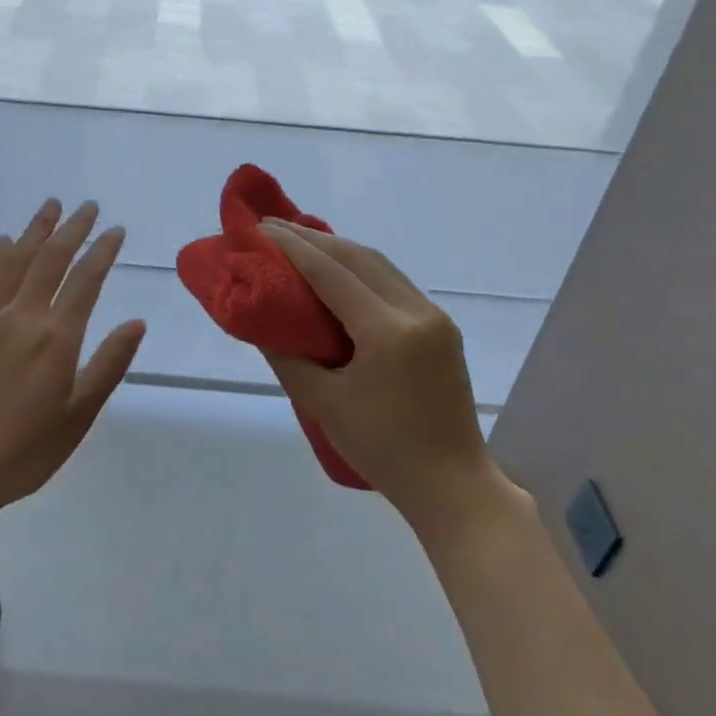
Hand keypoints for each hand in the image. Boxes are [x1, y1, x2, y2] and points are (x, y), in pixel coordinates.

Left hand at [0, 198, 145, 516]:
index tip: (116, 231)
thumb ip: (109, 364)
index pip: (86, 279)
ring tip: (51, 206)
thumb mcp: (80, 415)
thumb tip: (137, 323)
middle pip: (52, 259)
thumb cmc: (26, 449)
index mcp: (57, 337)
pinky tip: (6, 242)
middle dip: (73, 228)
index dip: (103, 251)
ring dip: (36, 230)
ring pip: (17, 260)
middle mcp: (24, 316)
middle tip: (89, 206)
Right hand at [259, 219, 520, 534]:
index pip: (331, 273)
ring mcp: (434, 317)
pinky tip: (339, 272)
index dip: (293, 248)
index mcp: (388, 331)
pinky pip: (394, 283)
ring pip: (380, 265)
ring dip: (339, 250)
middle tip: (274, 229)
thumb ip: (289, 358)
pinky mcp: (441, 328)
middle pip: (358, 257)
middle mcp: (416, 311)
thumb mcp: (324, 404)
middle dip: (314, 239)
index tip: (261, 229)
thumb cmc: (383, 450)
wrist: (453, 486)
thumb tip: (262, 324)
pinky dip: (361, 269)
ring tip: (301, 242)